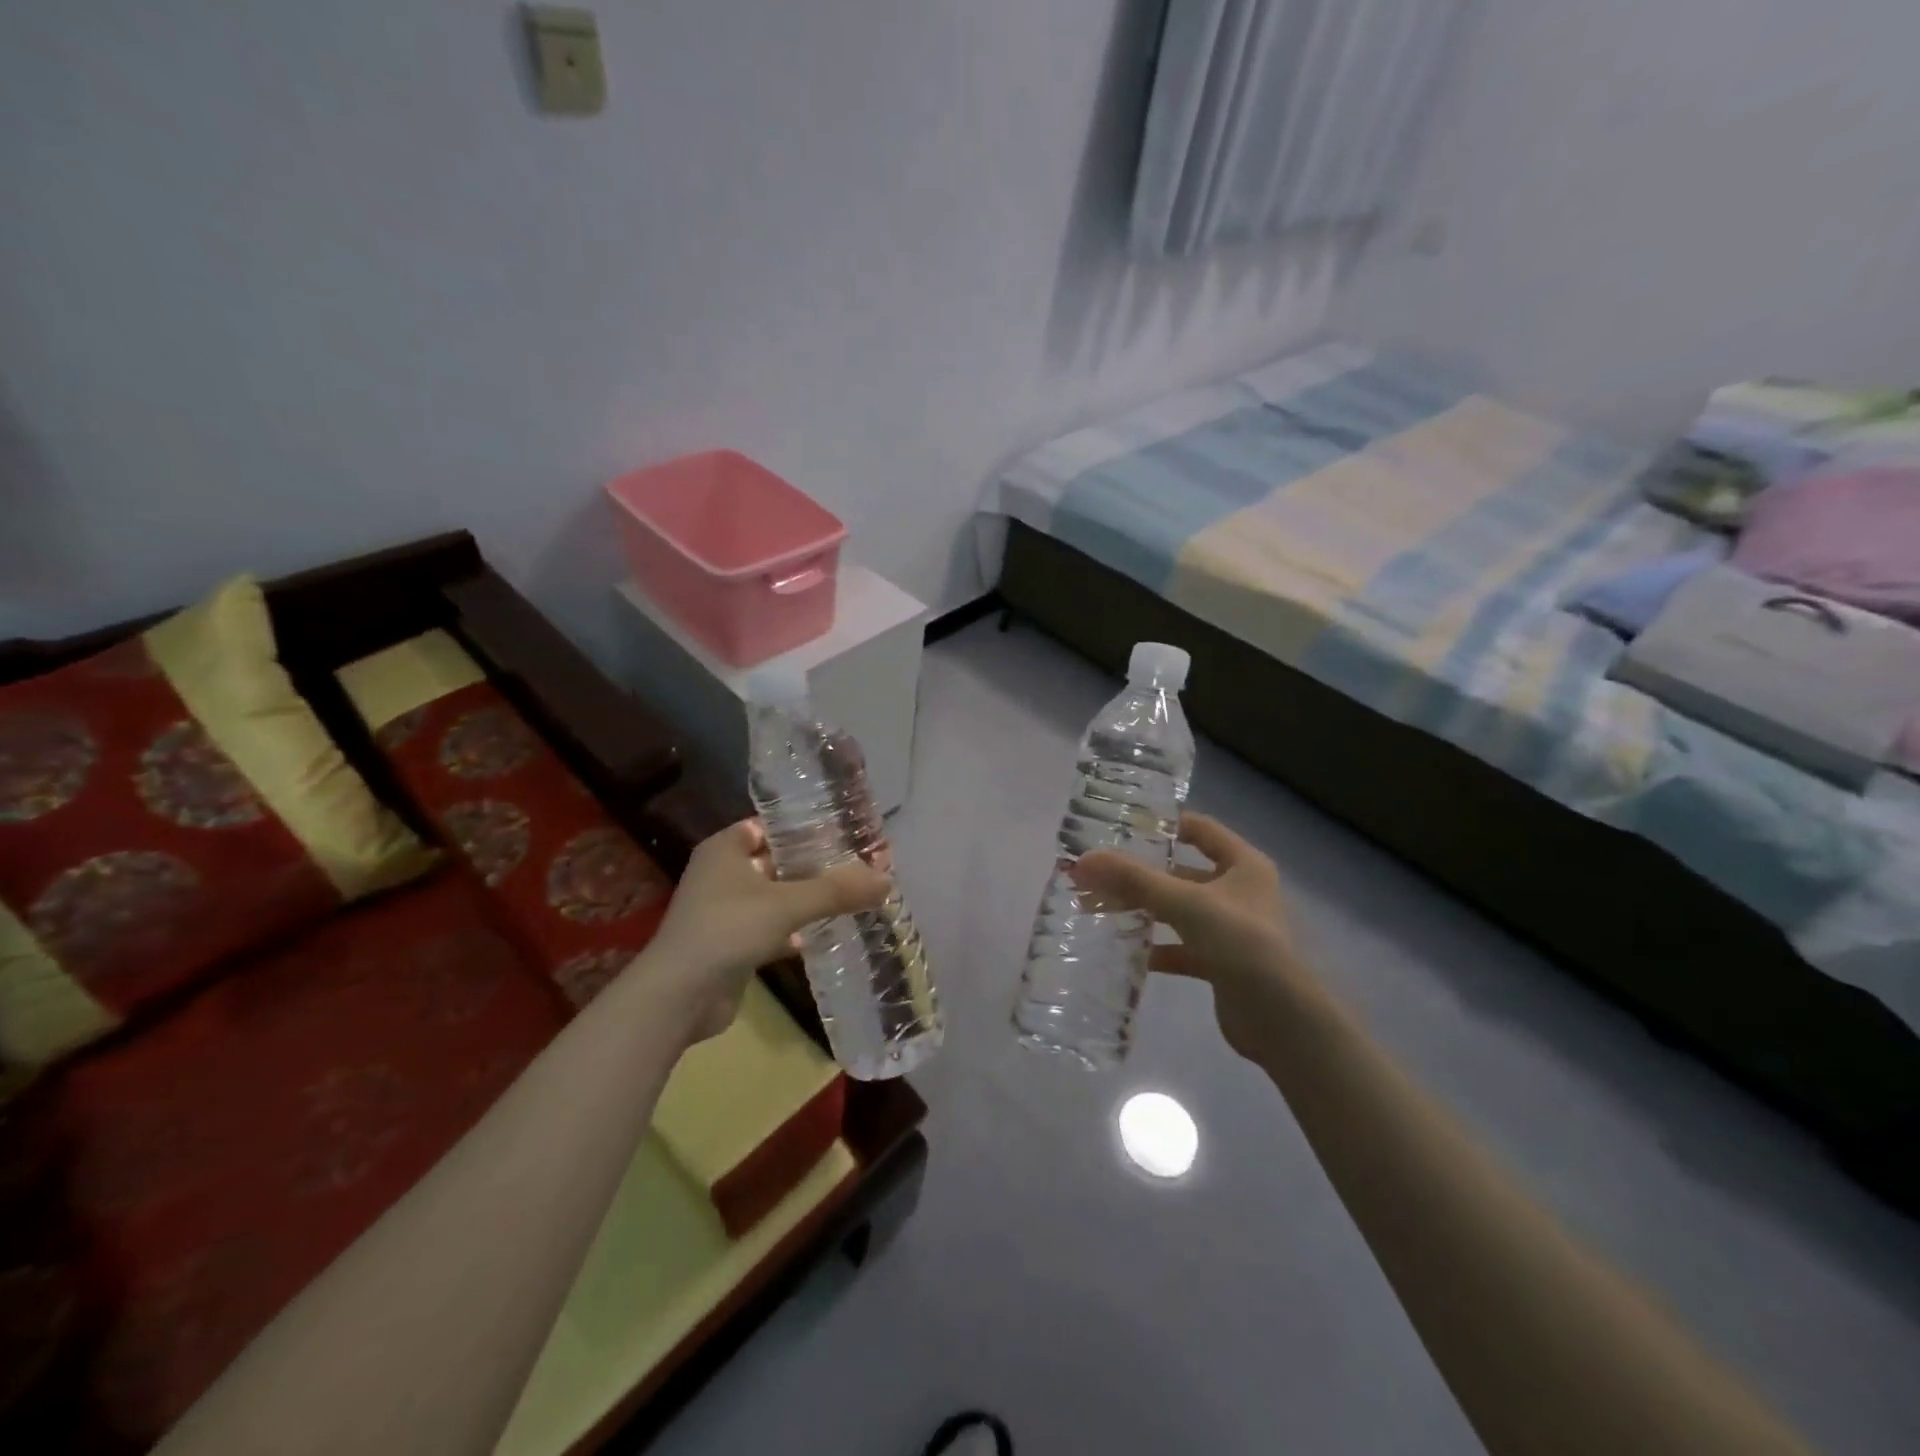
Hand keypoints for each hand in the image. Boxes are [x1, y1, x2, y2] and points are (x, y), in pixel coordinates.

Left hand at [643, 819, 888, 1040]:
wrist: (679, 997)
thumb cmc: (728, 930)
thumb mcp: (788, 904)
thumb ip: (838, 891)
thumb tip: (887, 878)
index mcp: (726, 848)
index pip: (773, 825)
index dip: (809, 826)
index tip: (847, 831)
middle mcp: (724, 873)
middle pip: (779, 861)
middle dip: (818, 865)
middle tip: (861, 864)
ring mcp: (726, 910)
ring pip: (778, 896)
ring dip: (810, 899)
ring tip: (855, 894)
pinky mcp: (733, 943)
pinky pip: (773, 927)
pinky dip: (798, 929)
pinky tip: (831, 932)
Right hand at [1071, 813, 1310, 1058]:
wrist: (1281, 1020)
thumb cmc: (1240, 943)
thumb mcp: (1185, 903)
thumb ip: (1133, 880)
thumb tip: (1083, 860)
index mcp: (1243, 864)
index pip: (1200, 829)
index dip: (1164, 824)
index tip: (1122, 827)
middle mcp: (1240, 891)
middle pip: (1182, 873)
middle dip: (1140, 875)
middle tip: (1097, 875)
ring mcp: (1231, 929)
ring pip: (1178, 911)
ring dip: (1143, 910)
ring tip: (1100, 909)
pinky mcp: (1221, 963)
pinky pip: (1181, 947)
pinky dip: (1156, 947)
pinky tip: (1126, 951)